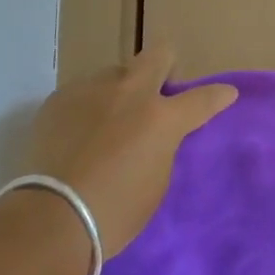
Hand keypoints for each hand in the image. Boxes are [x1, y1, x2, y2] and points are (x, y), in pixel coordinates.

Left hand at [25, 46, 236, 253]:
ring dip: (120, 92)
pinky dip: (88, 108)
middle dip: (165, 67)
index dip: (218, 95)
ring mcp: (91, 90)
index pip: (203, 98)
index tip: (226, 94)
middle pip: (158, 55)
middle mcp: (129, 93)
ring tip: (107, 123)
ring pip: (115, 74)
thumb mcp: (156, 183)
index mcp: (161, 118)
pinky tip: (78, 135)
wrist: (48, 220)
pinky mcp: (58, 99)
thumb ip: (162, 147)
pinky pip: (83, 93)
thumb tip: (155, 134)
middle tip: (158, 93)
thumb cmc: (113, 214)